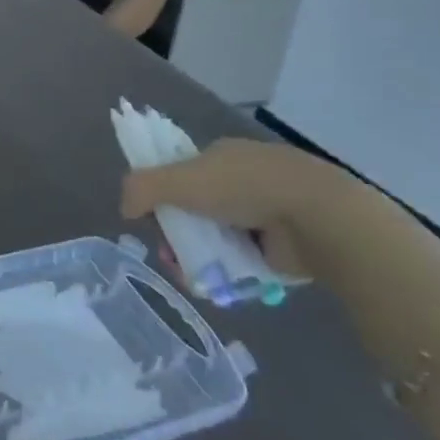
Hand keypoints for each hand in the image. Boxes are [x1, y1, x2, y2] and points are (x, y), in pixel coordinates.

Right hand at [120, 139, 309, 279]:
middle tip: (169, 254)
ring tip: (191, 275)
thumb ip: (142, 188)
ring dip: (198, 255)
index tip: (152, 218)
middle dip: (177, 233)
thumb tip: (124, 209)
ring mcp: (264, 214)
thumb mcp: (180, 179)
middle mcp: (242, 180)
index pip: (181, 173)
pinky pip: (240, 261)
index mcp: (222, 155)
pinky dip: (226, 272)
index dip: (163, 194)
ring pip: (216, 237)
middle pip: (195, 209)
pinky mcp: (280, 247)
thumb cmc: (244, 186)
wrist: (316, 217)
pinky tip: (217, 284)